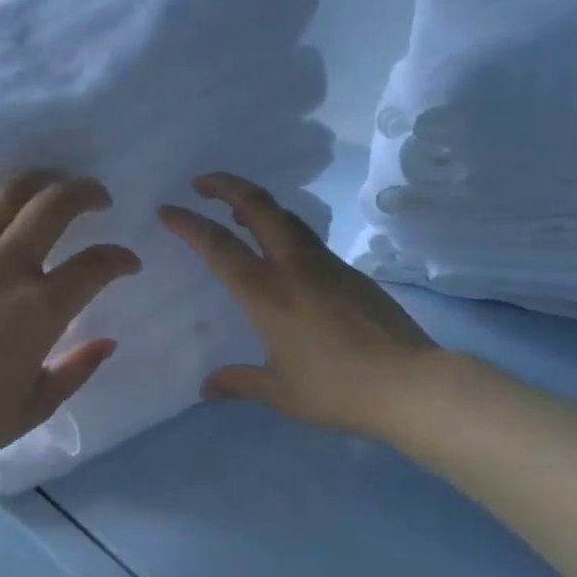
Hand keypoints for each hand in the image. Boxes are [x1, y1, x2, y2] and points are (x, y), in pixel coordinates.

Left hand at [0, 171, 140, 493]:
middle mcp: (1, 269)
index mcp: (38, 310)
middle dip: (87, 194)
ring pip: (5, 196)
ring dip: (40, 183)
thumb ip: (78, 368)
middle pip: (54, 205)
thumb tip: (107, 342)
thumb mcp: (37, 407)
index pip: (95, 264)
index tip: (129, 263)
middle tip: (99, 200)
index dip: (120, 259)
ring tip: (51, 186)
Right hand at [160, 173, 434, 440]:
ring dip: (256, 204)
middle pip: (258, 206)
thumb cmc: (336, 390)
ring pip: (286, 217)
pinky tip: (281, 252)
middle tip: (201, 183)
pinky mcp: (351, 271)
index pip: (218, 246)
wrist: (409, 383)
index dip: (188, 223)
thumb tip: (206, 388)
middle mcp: (294, 266)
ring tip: (236, 211)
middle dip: (226, 185)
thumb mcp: (280, 393)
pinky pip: (307, 238)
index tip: (167, 209)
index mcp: (267, 293)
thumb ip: (239, 383)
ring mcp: (326, 264)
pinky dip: (283, 229)